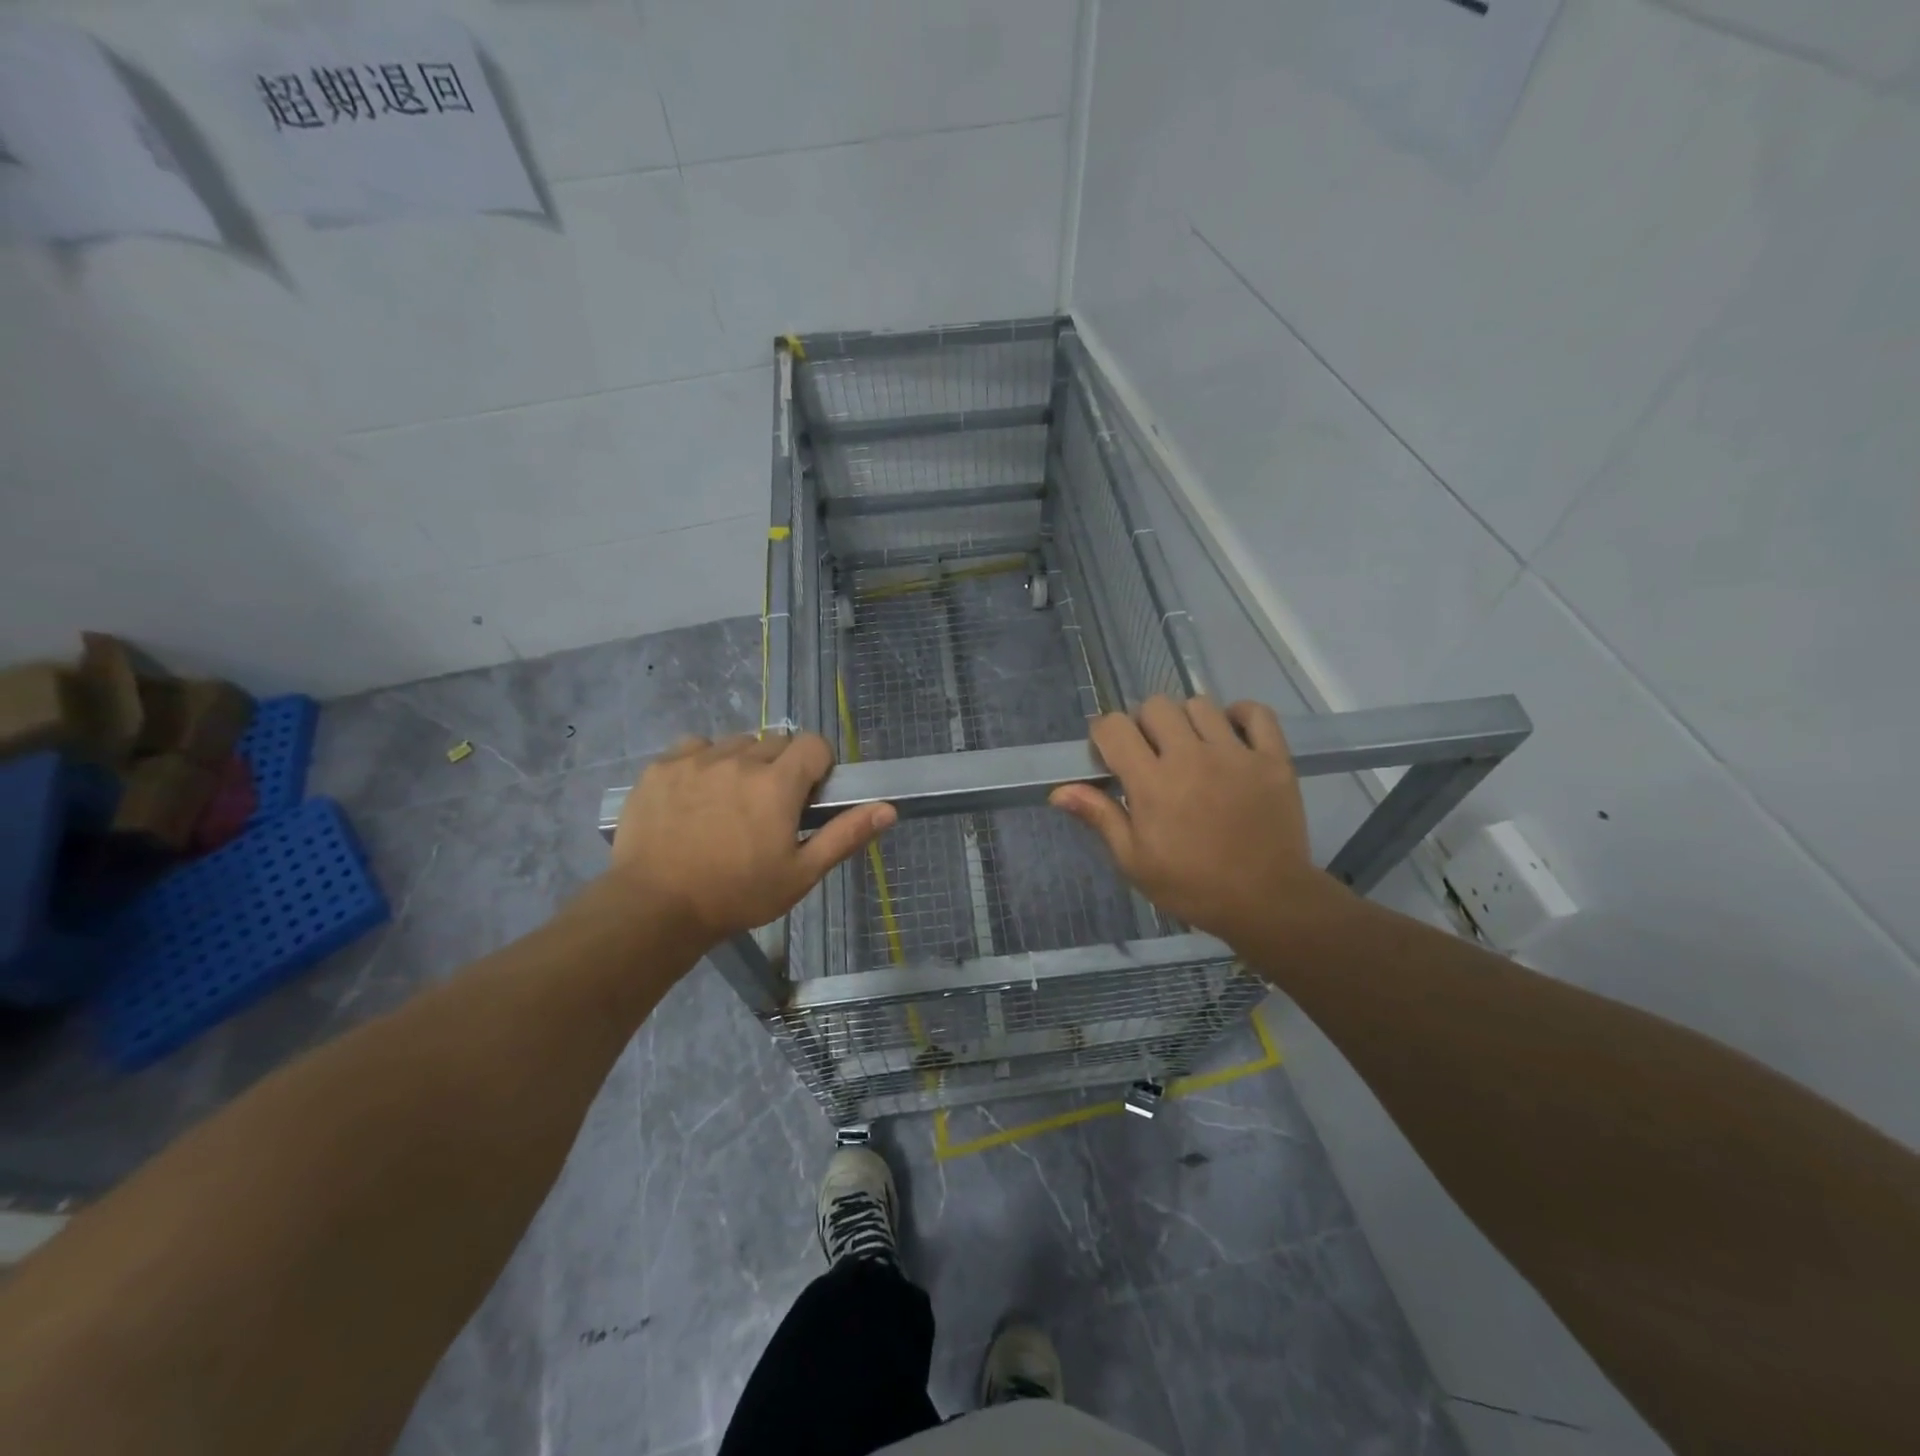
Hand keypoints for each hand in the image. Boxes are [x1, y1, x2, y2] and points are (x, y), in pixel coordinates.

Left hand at [609, 732, 894, 945]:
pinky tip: (696, 795)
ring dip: (742, 763)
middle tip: (768, 808)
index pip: (813, 744)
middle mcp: (738, 760)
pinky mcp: (661, 767)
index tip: (807, 796)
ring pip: (735, 743)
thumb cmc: (736, 894)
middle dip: (780, 768)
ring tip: (730, 802)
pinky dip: (703, 763)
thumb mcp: (800, 874)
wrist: (654, 908)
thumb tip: (888, 808)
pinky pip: (694, 747)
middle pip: (774, 742)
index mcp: (776, 784)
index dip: (818, 766)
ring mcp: (695, 760)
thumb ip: (845, 835)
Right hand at [1050, 696, 1344, 945]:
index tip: (1109, 755)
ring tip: (1191, 749)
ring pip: (1200, 704)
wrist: (1266, 902)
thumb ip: (1100, 817)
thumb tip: (1058, 791)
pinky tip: (1229, 735)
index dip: (1104, 734)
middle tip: (1150, 754)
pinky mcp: (1272, 758)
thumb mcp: (1134, 860)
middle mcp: (1191, 757)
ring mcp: (1236, 754)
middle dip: (1143, 725)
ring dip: (1187, 721)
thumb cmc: (1191, 886)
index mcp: (1152, 783)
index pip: (1114, 727)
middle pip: (1156, 707)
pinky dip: (1240, 715)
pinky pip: (1255, 713)